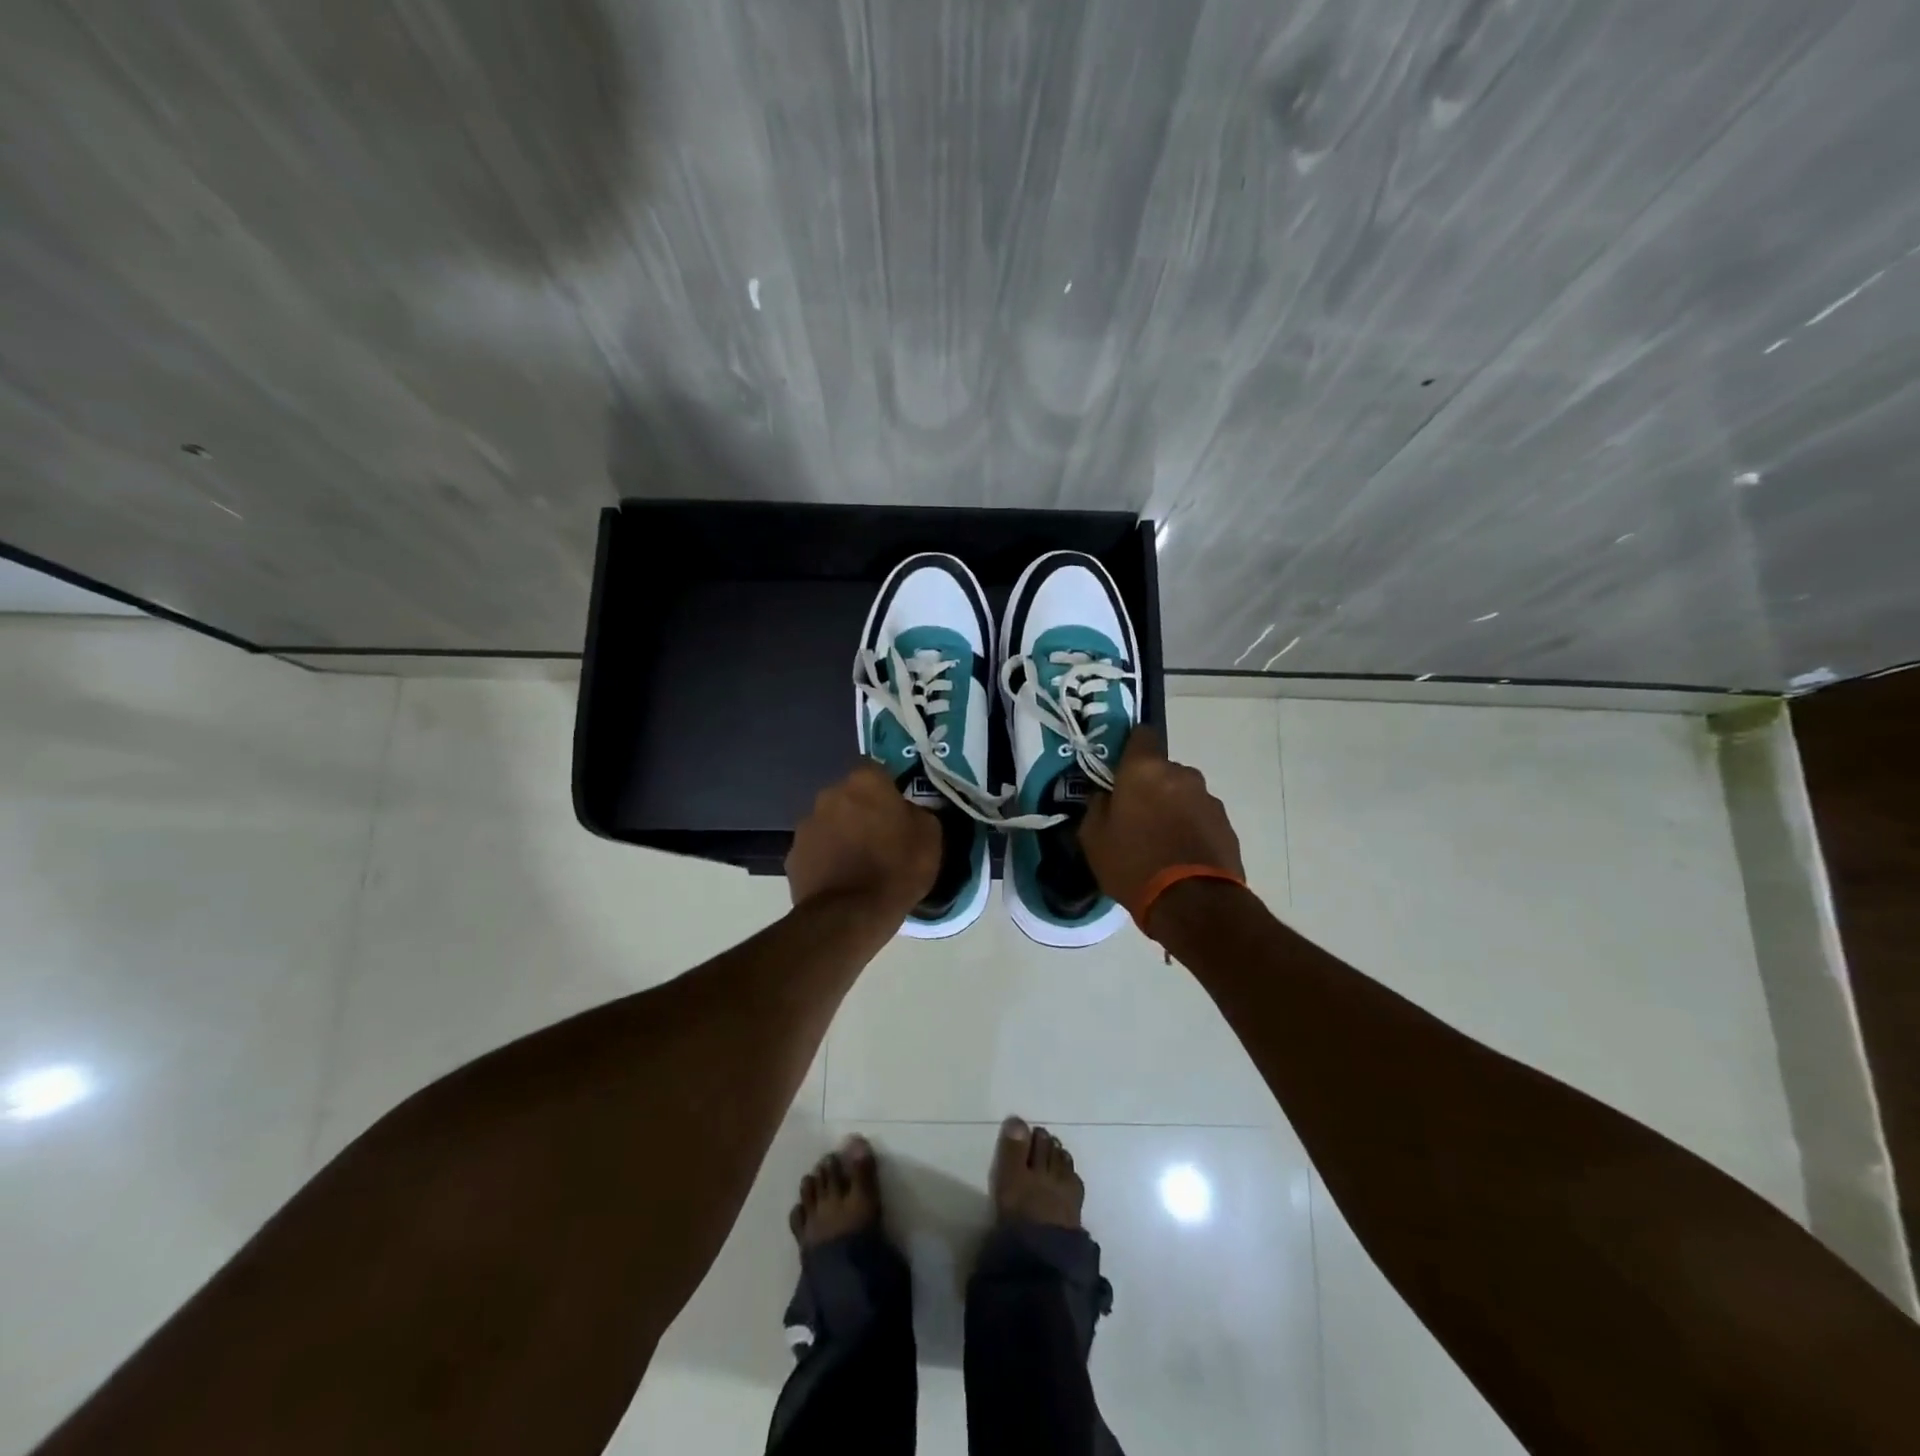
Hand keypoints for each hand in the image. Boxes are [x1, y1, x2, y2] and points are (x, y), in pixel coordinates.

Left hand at [787, 762, 941, 917]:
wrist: (850, 915)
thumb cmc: (897, 869)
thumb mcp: (930, 837)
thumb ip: (917, 813)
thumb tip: (908, 812)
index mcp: (865, 782)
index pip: (877, 771)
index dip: (887, 789)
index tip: (897, 809)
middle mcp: (830, 794)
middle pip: (849, 796)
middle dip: (861, 811)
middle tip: (880, 837)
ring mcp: (806, 825)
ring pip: (830, 822)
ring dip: (841, 834)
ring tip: (858, 863)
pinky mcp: (792, 856)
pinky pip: (816, 850)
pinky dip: (825, 860)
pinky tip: (840, 881)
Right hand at [1079, 726, 1244, 919]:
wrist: (1192, 903)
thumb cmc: (1134, 863)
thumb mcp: (1094, 838)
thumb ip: (1097, 807)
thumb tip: (1105, 796)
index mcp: (1145, 769)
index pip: (1141, 734)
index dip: (1129, 748)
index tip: (1118, 770)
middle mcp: (1181, 774)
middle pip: (1161, 769)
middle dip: (1149, 786)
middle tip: (1135, 817)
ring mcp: (1208, 799)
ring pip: (1183, 794)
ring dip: (1172, 808)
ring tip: (1160, 842)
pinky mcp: (1226, 825)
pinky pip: (1200, 817)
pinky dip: (1190, 829)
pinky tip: (1180, 856)